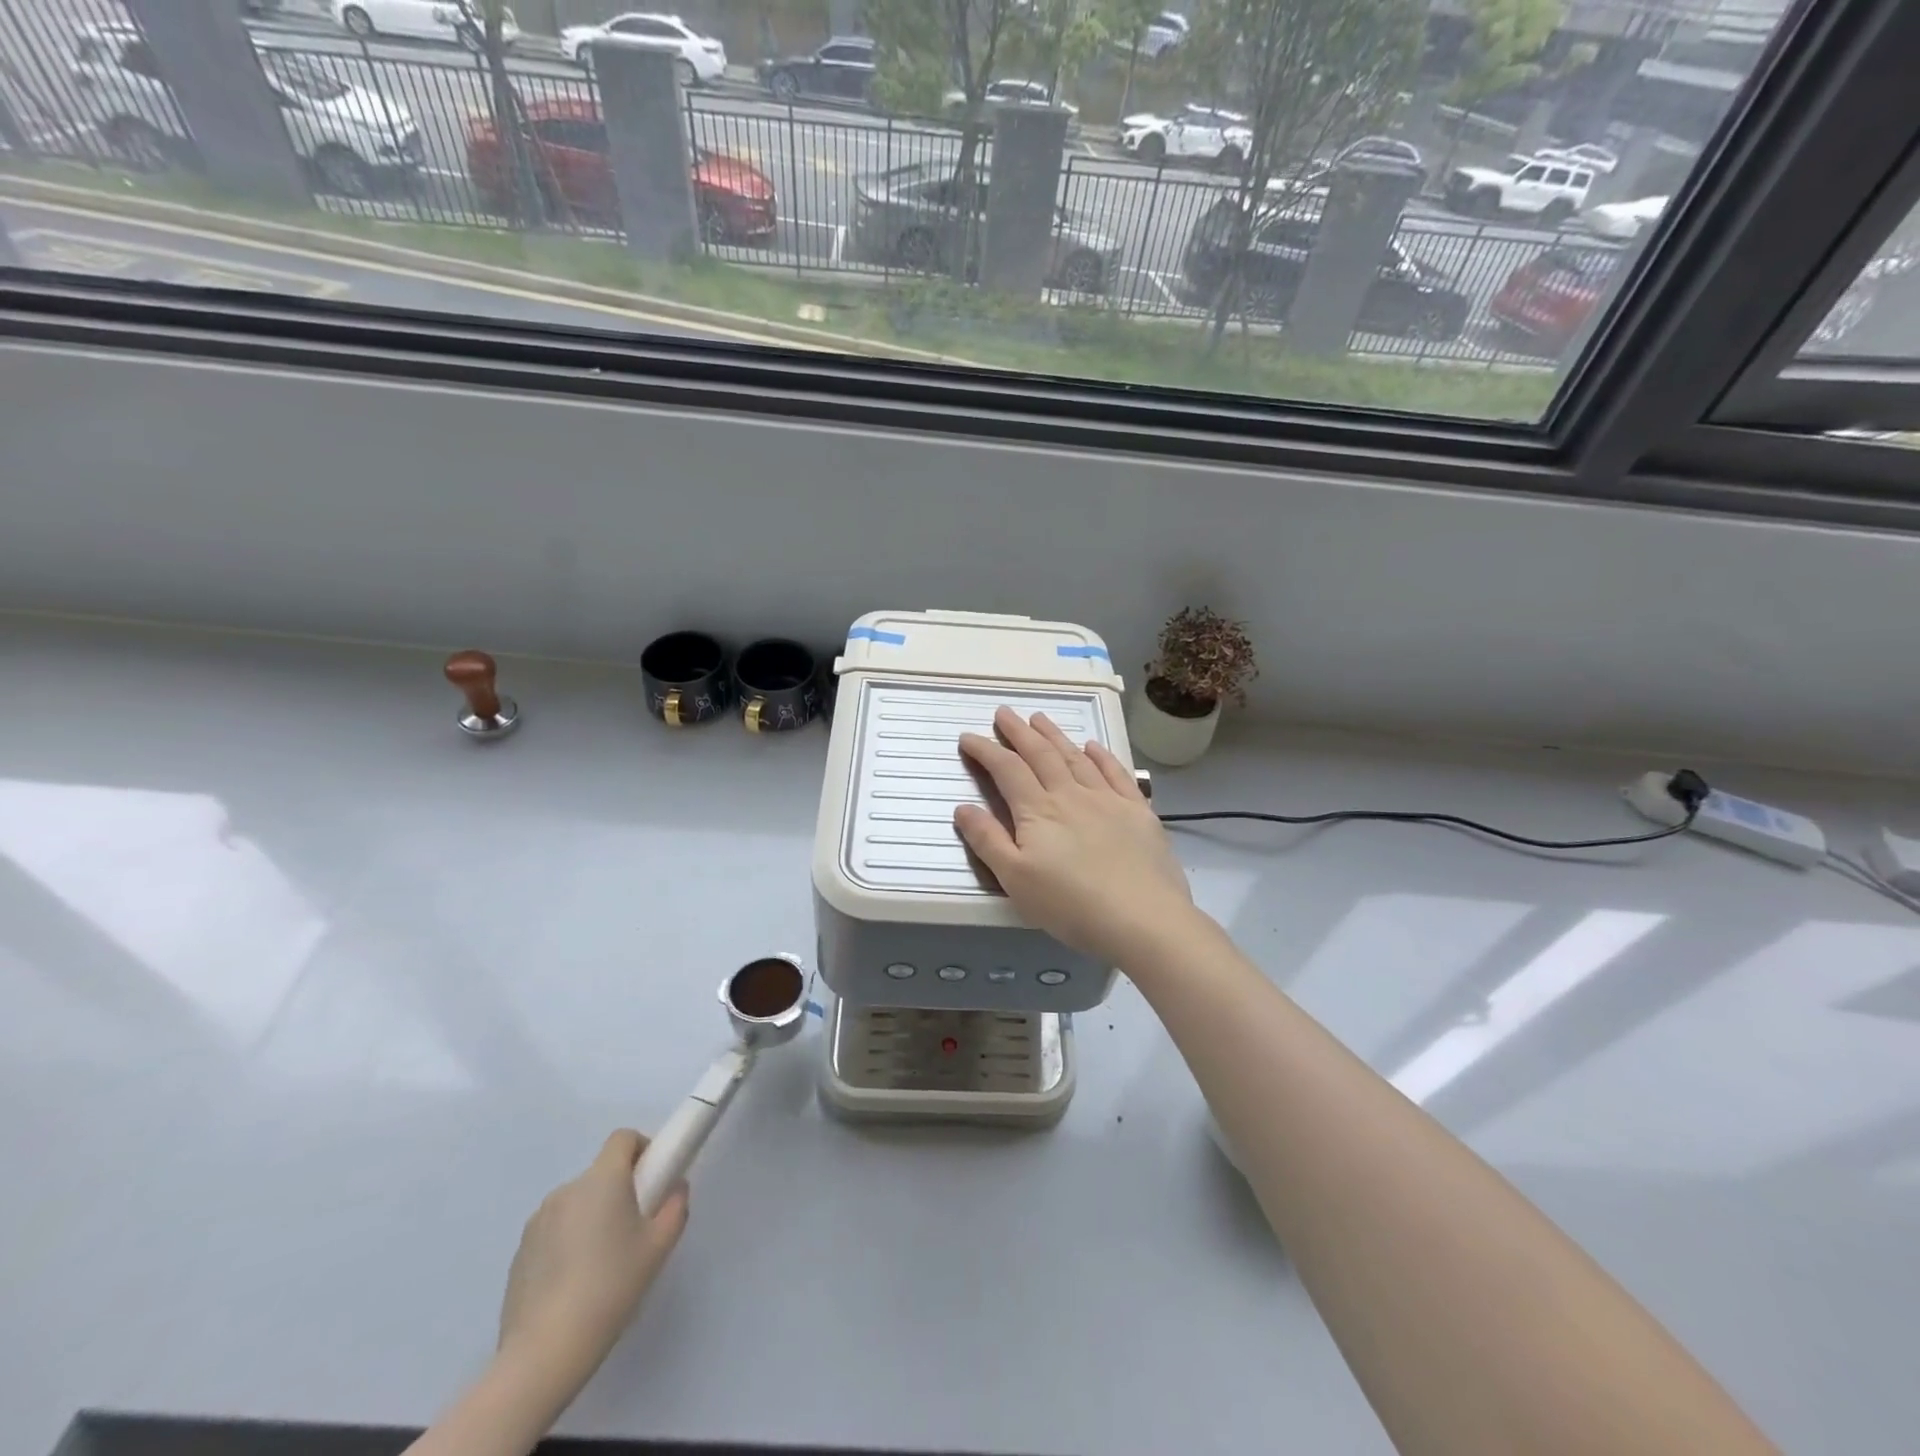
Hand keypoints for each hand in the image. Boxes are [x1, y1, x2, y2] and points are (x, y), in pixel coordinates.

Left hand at [496, 1129, 687, 1401]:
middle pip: (600, 1173)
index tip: (652, 1181)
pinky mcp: (519, 1253)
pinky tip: (574, 1284)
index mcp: (602, 1179)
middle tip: (634, 1230)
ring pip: (577, 1203)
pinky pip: (554, 1231)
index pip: (623, 1138)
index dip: (642, 1149)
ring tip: (603, 1263)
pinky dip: (568, 1243)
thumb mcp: (659, 1247)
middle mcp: (567, 1189)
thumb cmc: (611, 1287)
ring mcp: (538, 1221)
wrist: (544, 1352)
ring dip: (592, 1216)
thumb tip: (675, 1188)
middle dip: (620, 1190)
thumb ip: (675, 1207)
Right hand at [955, 707, 1196, 966]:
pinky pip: (1116, 773)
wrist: (1143, 919)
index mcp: (1038, 811)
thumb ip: (988, 841)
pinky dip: (1101, 756)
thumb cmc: (1071, 905)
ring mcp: (1108, 800)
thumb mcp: (1016, 880)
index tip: (969, 737)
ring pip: (1076, 758)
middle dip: (1019, 732)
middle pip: (1041, 755)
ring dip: (1055, 736)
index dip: (986, 751)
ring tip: (1040, 719)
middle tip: (1004, 713)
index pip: (1006, 770)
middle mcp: (1071, 795)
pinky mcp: (1138, 811)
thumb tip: (963, 807)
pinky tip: (1093, 746)